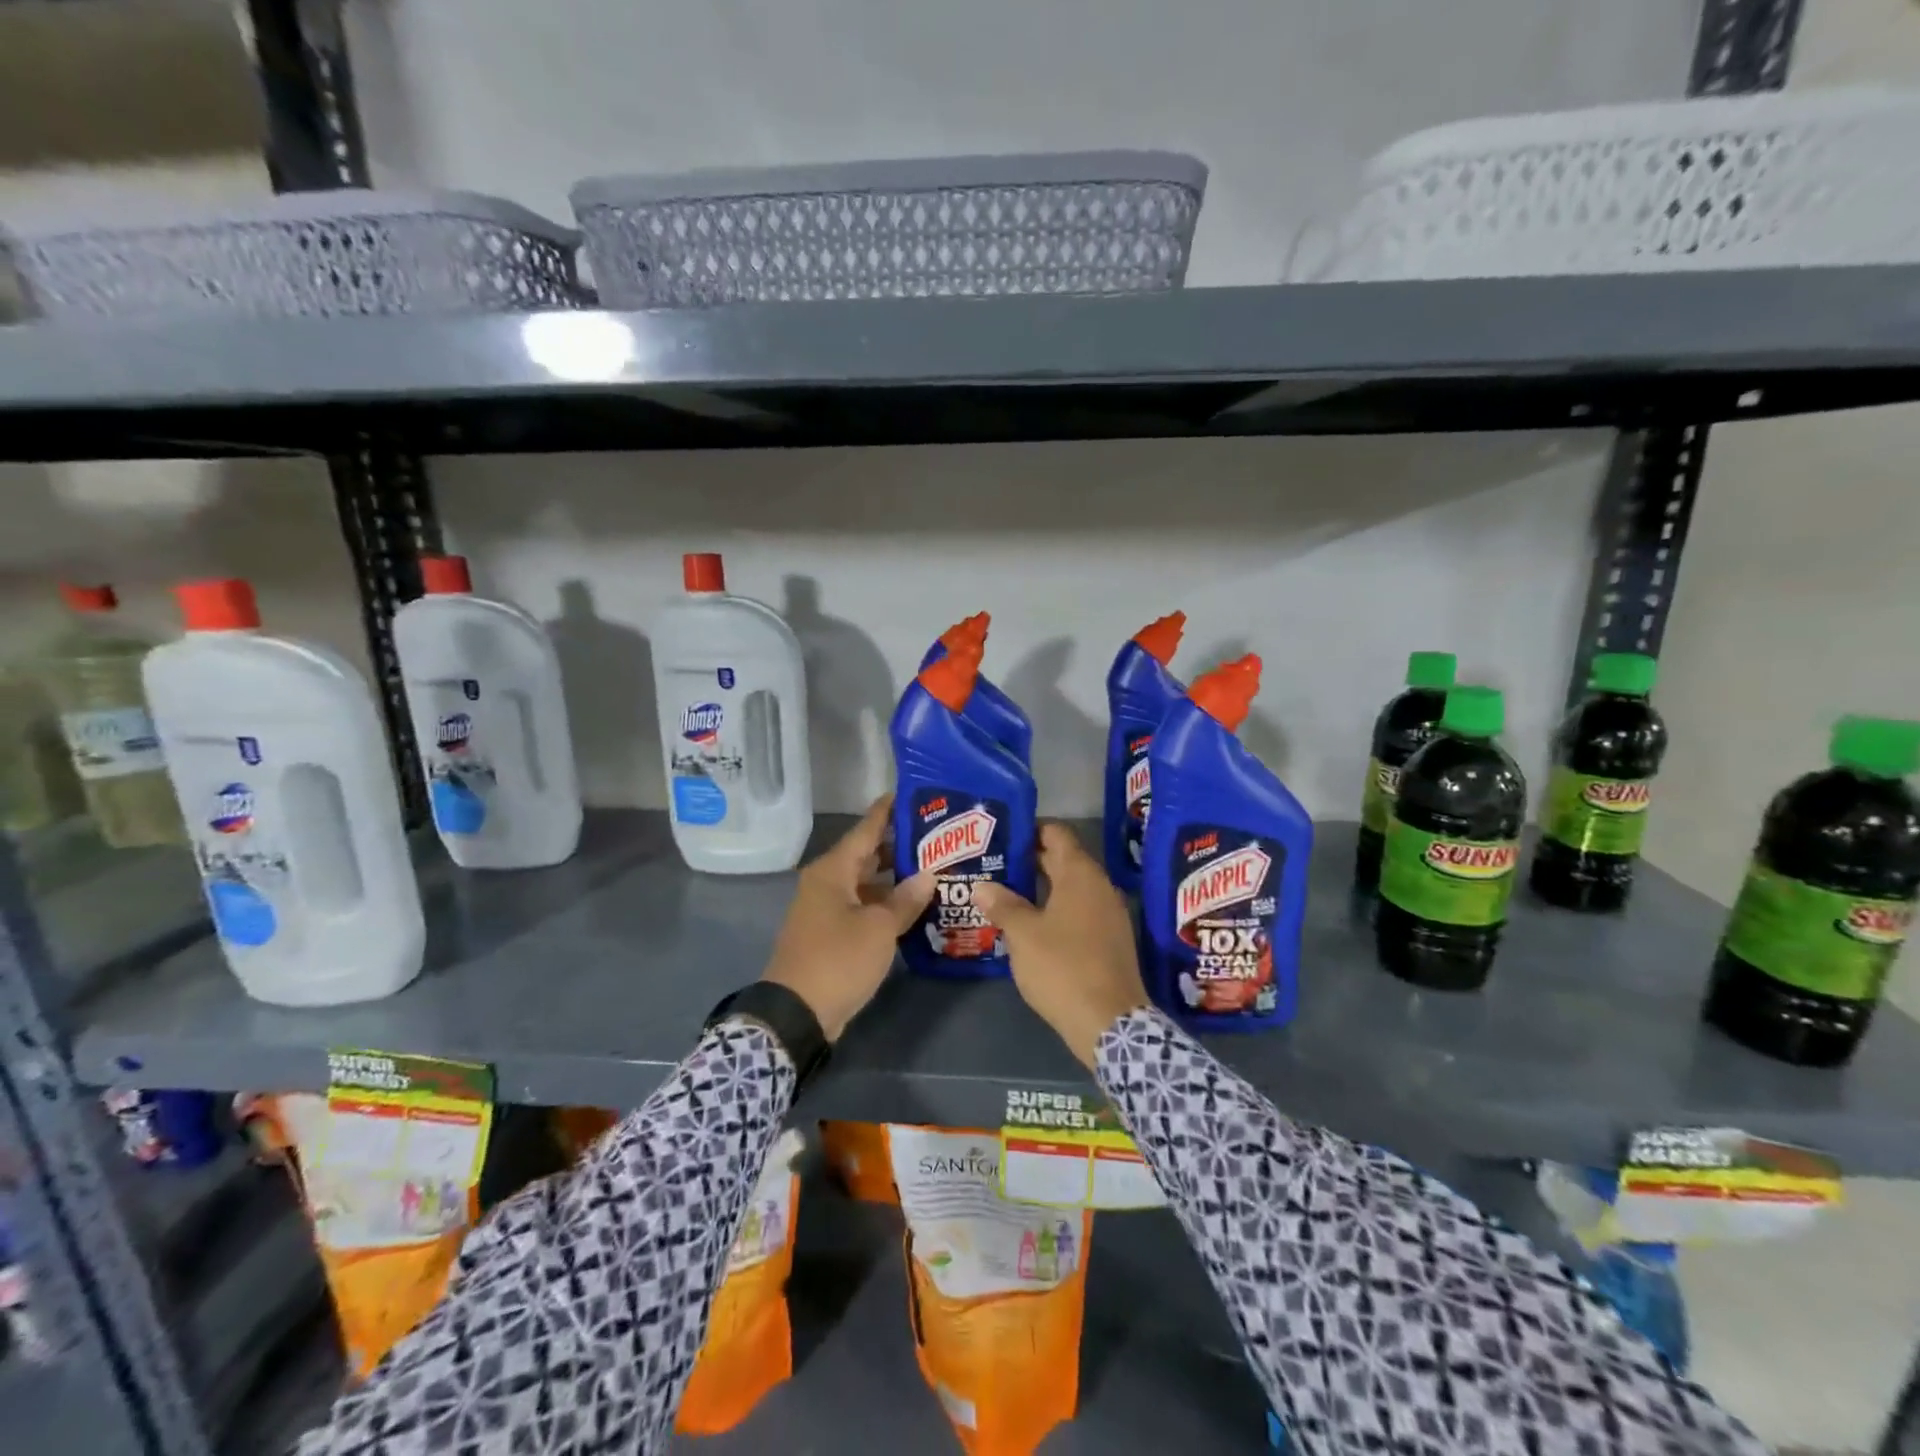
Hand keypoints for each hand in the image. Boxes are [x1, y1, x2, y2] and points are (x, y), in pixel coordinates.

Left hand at [760, 795, 932, 1041]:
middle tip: (938, 838)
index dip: (888, 811)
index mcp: (833, 871)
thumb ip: (905, 900)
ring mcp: (828, 909)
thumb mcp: (879, 928)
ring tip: (935, 870)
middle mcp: (828, 882)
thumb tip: (928, 876)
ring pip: (867, 882)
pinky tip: (915, 907)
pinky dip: (886, 903)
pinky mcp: (832, 933)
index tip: (913, 794)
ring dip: (896, 878)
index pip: (866, 829)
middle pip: (867, 854)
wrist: (797, 1014)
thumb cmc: (838, 959)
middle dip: (900, 846)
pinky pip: (864, 906)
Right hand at [973, 824, 1149, 1067]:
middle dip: (1029, 860)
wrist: (1110, 1022)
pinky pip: (1079, 911)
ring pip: (1070, 888)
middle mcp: (1099, 886)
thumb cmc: (1062, 967)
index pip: (1056, 833)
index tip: (1002, 835)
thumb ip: (1002, 905)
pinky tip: (1030, 925)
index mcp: (1080, 874)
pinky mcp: (1110, 940)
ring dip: (1041, 887)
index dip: (1030, 829)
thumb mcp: (1023, 934)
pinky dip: (1055, 909)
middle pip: (1063, 859)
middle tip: (994, 864)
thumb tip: (982, 885)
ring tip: (1005, 893)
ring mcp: (1109, 914)